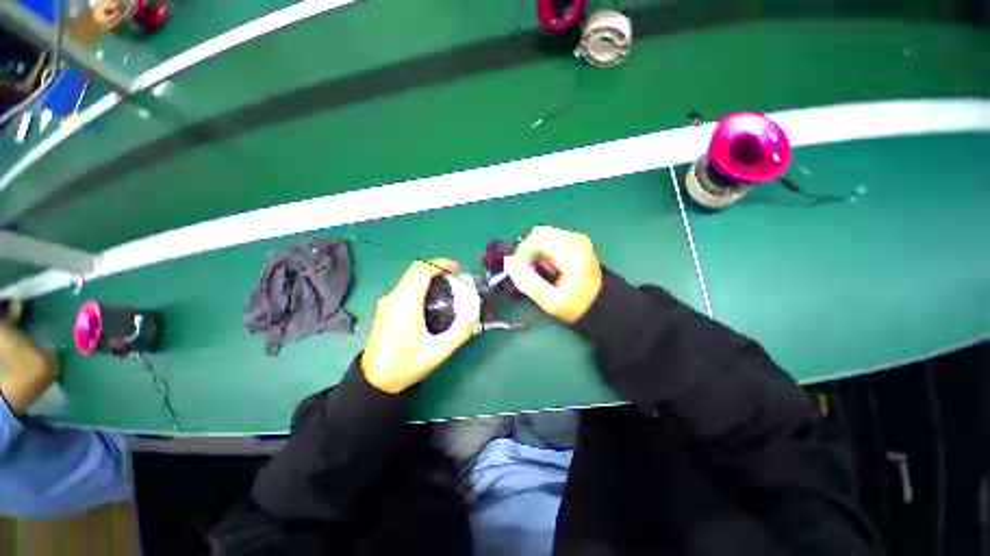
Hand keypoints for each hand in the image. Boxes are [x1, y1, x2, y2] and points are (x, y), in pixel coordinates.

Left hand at [361, 260, 478, 393]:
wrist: (374, 380)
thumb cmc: (405, 365)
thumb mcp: (438, 352)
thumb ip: (459, 332)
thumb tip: (472, 314)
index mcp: (405, 304)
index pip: (422, 270)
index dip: (440, 263)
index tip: (457, 268)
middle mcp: (394, 297)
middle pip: (415, 269)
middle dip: (436, 267)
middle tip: (454, 277)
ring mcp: (386, 302)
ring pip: (408, 277)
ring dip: (428, 274)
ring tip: (446, 287)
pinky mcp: (385, 308)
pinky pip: (404, 286)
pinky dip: (419, 283)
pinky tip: (429, 300)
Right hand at [503, 226, 602, 323]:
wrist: (602, 303)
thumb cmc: (577, 305)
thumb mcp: (551, 302)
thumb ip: (529, 283)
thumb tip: (510, 265)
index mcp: (571, 254)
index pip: (537, 239)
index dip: (522, 252)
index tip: (518, 269)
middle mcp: (575, 240)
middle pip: (539, 233)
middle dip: (526, 249)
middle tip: (525, 269)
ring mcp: (577, 238)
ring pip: (544, 233)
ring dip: (534, 249)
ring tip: (537, 269)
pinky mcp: (577, 240)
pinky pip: (552, 237)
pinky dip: (543, 249)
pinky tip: (547, 265)